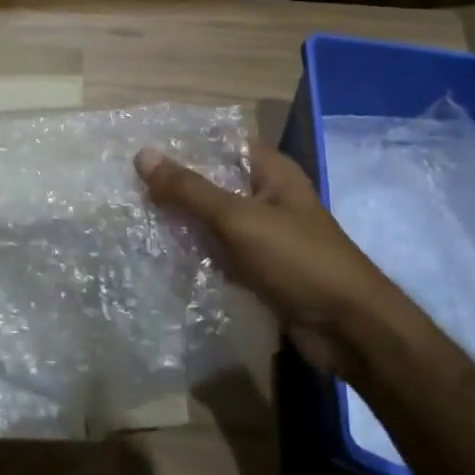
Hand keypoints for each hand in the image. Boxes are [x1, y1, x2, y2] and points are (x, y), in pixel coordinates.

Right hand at [136, 146, 401, 374]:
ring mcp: (263, 234)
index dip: (181, 145)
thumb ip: (190, 189)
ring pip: (212, 219)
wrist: (349, 330)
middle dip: (174, 186)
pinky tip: (159, 252)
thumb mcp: (239, 219)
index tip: (137, 150)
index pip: (218, 144)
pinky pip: (218, 251)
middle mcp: (267, 196)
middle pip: (212, 182)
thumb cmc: (299, 261)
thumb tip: (142, 154)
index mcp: (271, 171)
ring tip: (132, 217)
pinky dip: (195, 252)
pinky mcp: (259, 268)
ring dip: (181, 221)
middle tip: (125, 186)